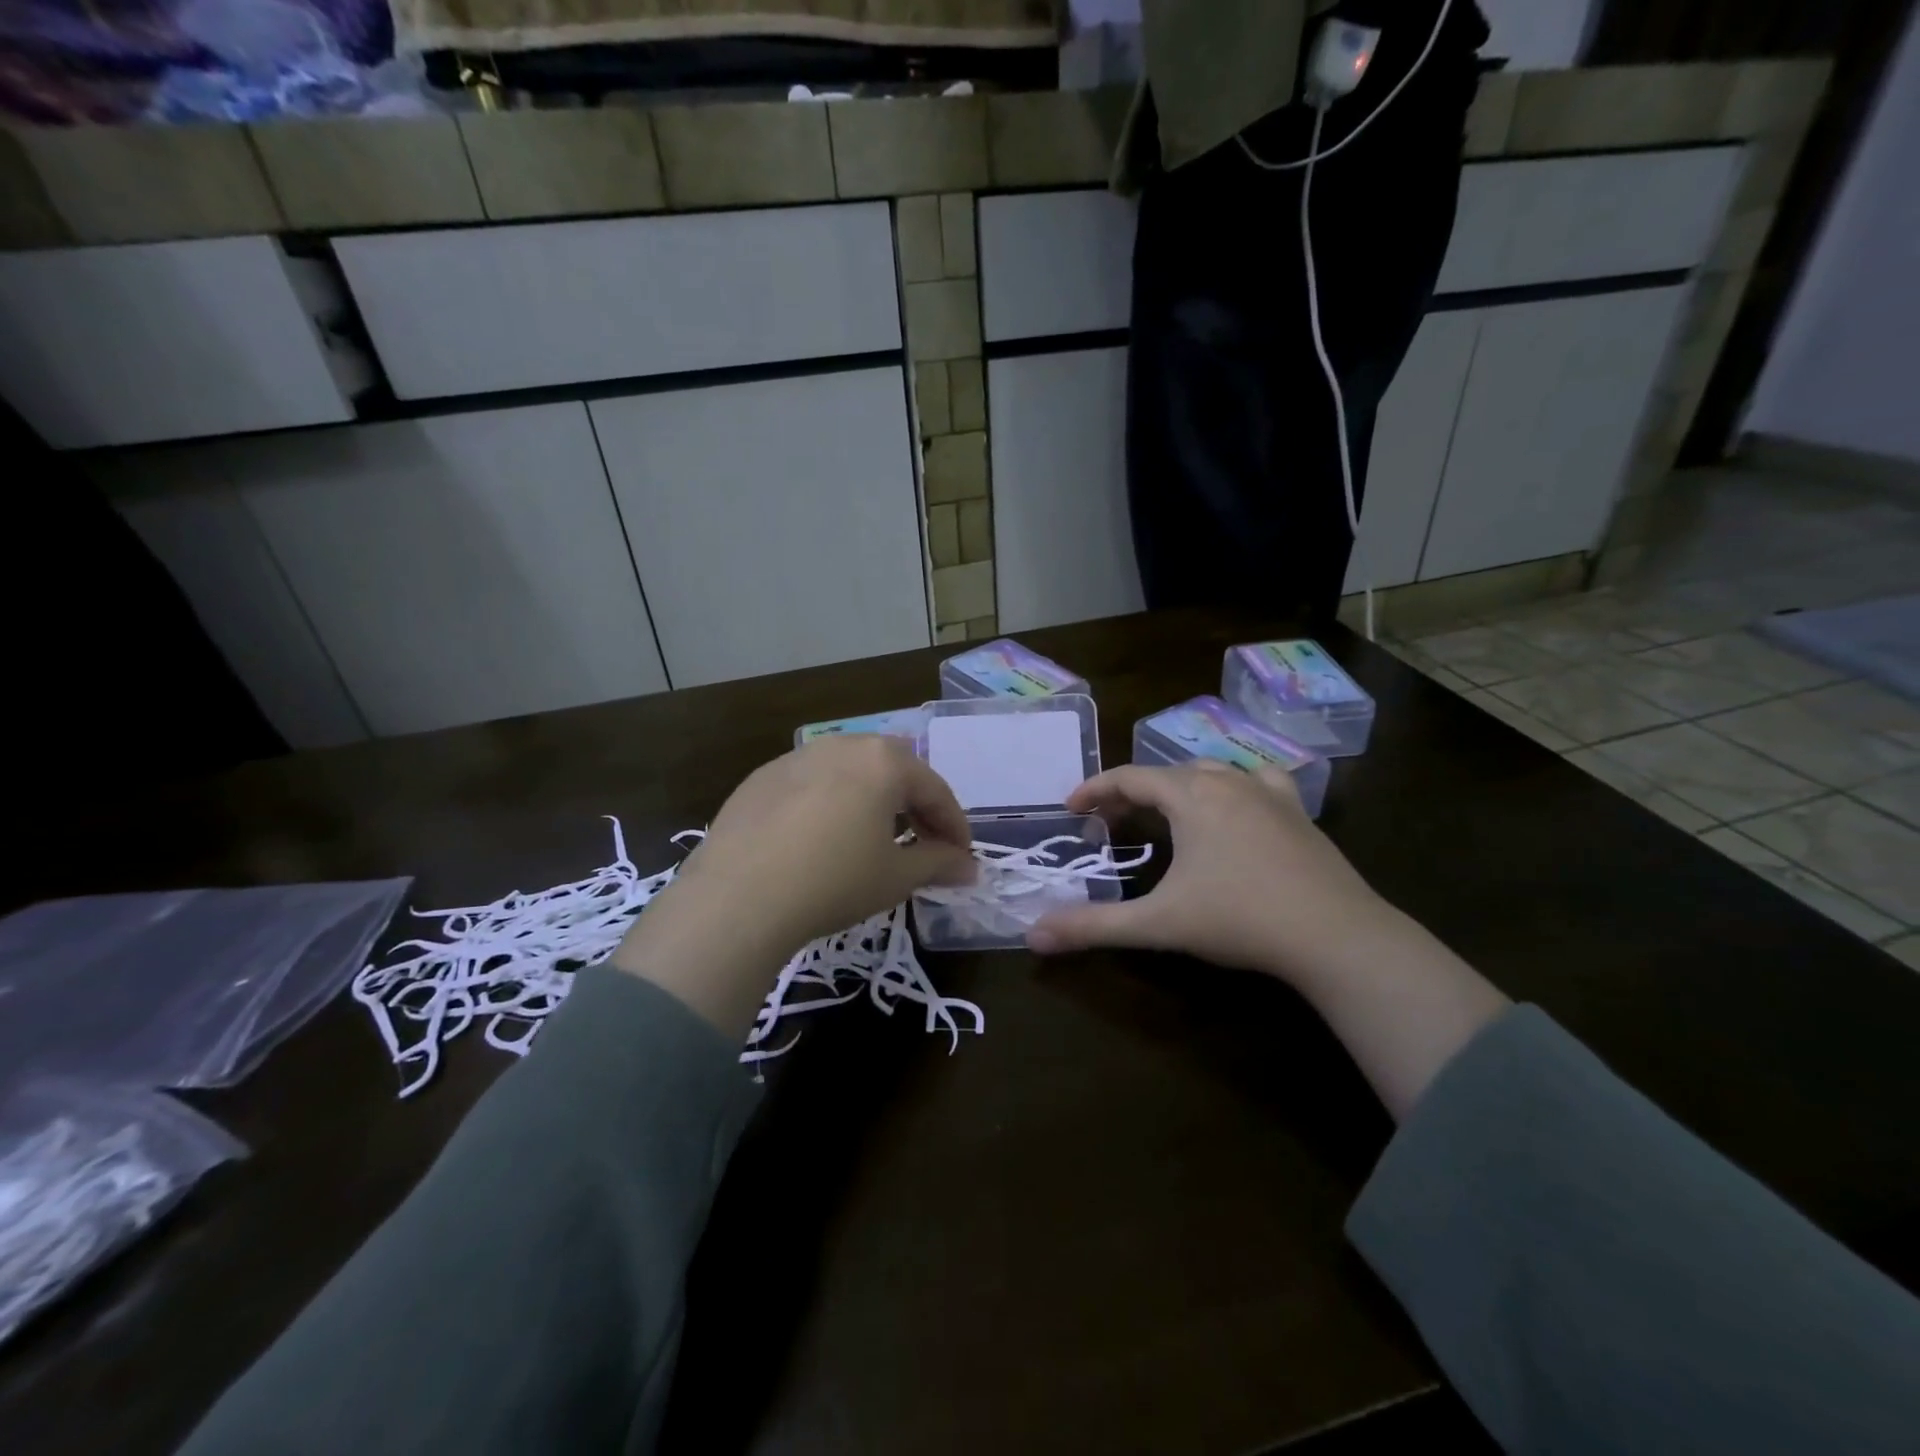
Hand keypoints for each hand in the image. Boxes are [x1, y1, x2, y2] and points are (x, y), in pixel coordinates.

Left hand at [612, 736, 975, 1035]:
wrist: (738, 898)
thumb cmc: (834, 881)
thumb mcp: (896, 877)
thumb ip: (938, 863)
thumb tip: (970, 868)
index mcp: (883, 761)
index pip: (935, 789)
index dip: (954, 826)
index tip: (962, 857)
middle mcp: (842, 745)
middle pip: (894, 770)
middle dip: (915, 806)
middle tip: (923, 843)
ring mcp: (796, 757)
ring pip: (850, 773)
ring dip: (872, 800)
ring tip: (874, 838)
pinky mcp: (760, 778)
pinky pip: (811, 784)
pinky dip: (830, 804)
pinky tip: (821, 839)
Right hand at [1026, 761, 1386, 987]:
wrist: (1336, 936)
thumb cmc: (1239, 919)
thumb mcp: (1158, 924)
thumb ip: (1093, 926)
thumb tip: (1033, 936)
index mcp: (1191, 795)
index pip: (1129, 777)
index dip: (1095, 789)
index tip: (1071, 808)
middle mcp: (1227, 781)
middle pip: (1166, 773)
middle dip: (1131, 792)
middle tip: (1109, 822)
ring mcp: (1268, 793)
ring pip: (1210, 772)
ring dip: (1178, 787)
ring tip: (1164, 813)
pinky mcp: (1298, 812)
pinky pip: (1257, 781)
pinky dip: (1234, 787)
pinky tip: (1238, 805)